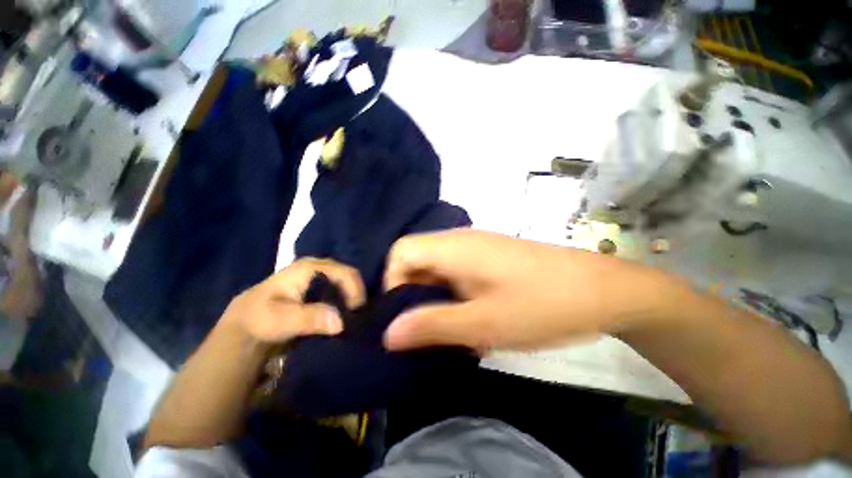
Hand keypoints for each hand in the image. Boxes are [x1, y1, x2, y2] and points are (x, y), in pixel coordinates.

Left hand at [222, 258, 365, 345]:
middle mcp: (318, 268)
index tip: (357, 312)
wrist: (245, 326)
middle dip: (355, 295)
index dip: (355, 290)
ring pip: (345, 285)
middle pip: (348, 277)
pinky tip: (345, 316)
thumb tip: (341, 322)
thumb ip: (309, 318)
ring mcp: (319, 278)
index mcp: (310, 267)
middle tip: (358, 316)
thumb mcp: (280, 320)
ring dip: (351, 300)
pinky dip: (344, 303)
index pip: (344, 273)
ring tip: (354, 317)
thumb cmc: (260, 318)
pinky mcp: (319, 289)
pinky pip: (339, 292)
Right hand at [383, 229, 666, 351]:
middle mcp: (460, 240)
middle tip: (426, 330)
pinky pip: (455, 272)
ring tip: (450, 329)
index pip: (401, 252)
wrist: (602, 290)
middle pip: (416, 260)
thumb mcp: (484, 322)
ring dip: (435, 298)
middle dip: (413, 295)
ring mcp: (476, 247)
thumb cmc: (542, 305)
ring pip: (436, 269)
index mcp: (453, 247)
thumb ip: (432, 325)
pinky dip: (453, 295)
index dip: (392, 282)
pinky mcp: (489, 257)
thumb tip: (388, 333)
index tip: (404, 316)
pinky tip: (471, 318)